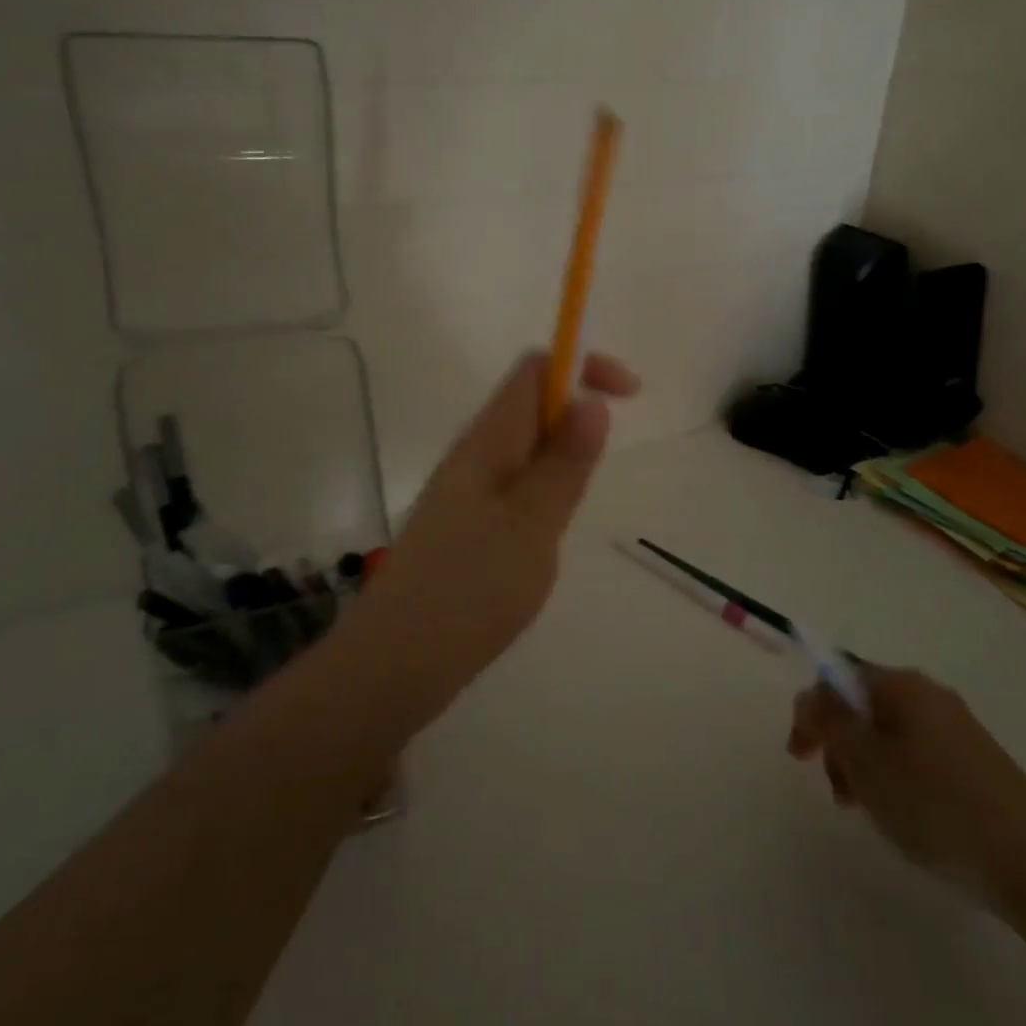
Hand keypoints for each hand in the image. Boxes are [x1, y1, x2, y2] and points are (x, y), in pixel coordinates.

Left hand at [343, 350, 638, 723]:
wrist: (397, 660)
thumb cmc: (471, 587)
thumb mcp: (534, 522)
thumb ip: (565, 462)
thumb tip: (591, 400)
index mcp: (487, 441)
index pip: (534, 370)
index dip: (582, 365)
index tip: (628, 395)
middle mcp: (472, 455)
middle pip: (528, 405)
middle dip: (575, 415)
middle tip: (598, 470)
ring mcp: (464, 492)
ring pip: (522, 450)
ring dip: (560, 459)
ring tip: (569, 514)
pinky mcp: (463, 527)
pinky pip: (512, 487)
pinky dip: (542, 493)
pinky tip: (544, 539)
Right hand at [788, 663, 1025, 907]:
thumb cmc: (937, 806)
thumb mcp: (867, 763)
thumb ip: (829, 721)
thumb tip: (813, 695)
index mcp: (901, 684)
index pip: (836, 676)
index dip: (812, 711)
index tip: (800, 756)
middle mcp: (928, 694)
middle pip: (862, 705)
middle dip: (839, 744)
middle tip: (839, 794)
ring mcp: (956, 729)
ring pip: (887, 735)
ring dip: (865, 767)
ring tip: (871, 814)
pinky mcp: (976, 763)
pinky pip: (917, 757)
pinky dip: (897, 781)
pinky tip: (907, 819)